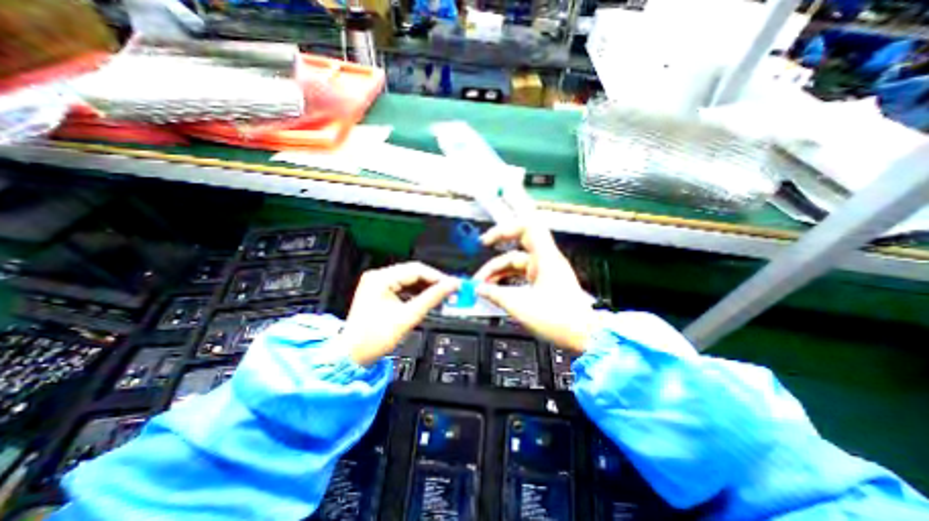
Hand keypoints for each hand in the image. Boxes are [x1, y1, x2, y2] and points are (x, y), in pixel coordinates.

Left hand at [340, 263, 455, 363]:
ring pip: (409, 279)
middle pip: (413, 273)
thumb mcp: (408, 316)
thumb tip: (451, 286)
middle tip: (450, 291)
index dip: (437, 277)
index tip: (453, 284)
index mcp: (381, 278)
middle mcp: (378, 277)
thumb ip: (432, 298)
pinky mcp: (380, 292)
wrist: (352, 356)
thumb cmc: (374, 338)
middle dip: (433, 282)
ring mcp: (377, 284)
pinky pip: (403, 287)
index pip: (416, 270)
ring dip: (426, 287)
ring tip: (441, 296)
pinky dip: (416, 293)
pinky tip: (426, 299)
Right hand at [474, 225, 598, 353]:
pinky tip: (497, 290)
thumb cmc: (560, 320)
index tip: (487, 242)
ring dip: (499, 274)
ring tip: (484, 288)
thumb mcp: (521, 306)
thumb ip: (496, 295)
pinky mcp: (545, 283)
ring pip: (517, 266)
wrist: (584, 336)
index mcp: (546, 259)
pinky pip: (522, 276)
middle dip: (495, 262)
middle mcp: (546, 261)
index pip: (526, 228)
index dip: (504, 230)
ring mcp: (546, 272)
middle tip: (480, 275)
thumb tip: (479, 289)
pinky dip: (508, 281)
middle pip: (515, 251)